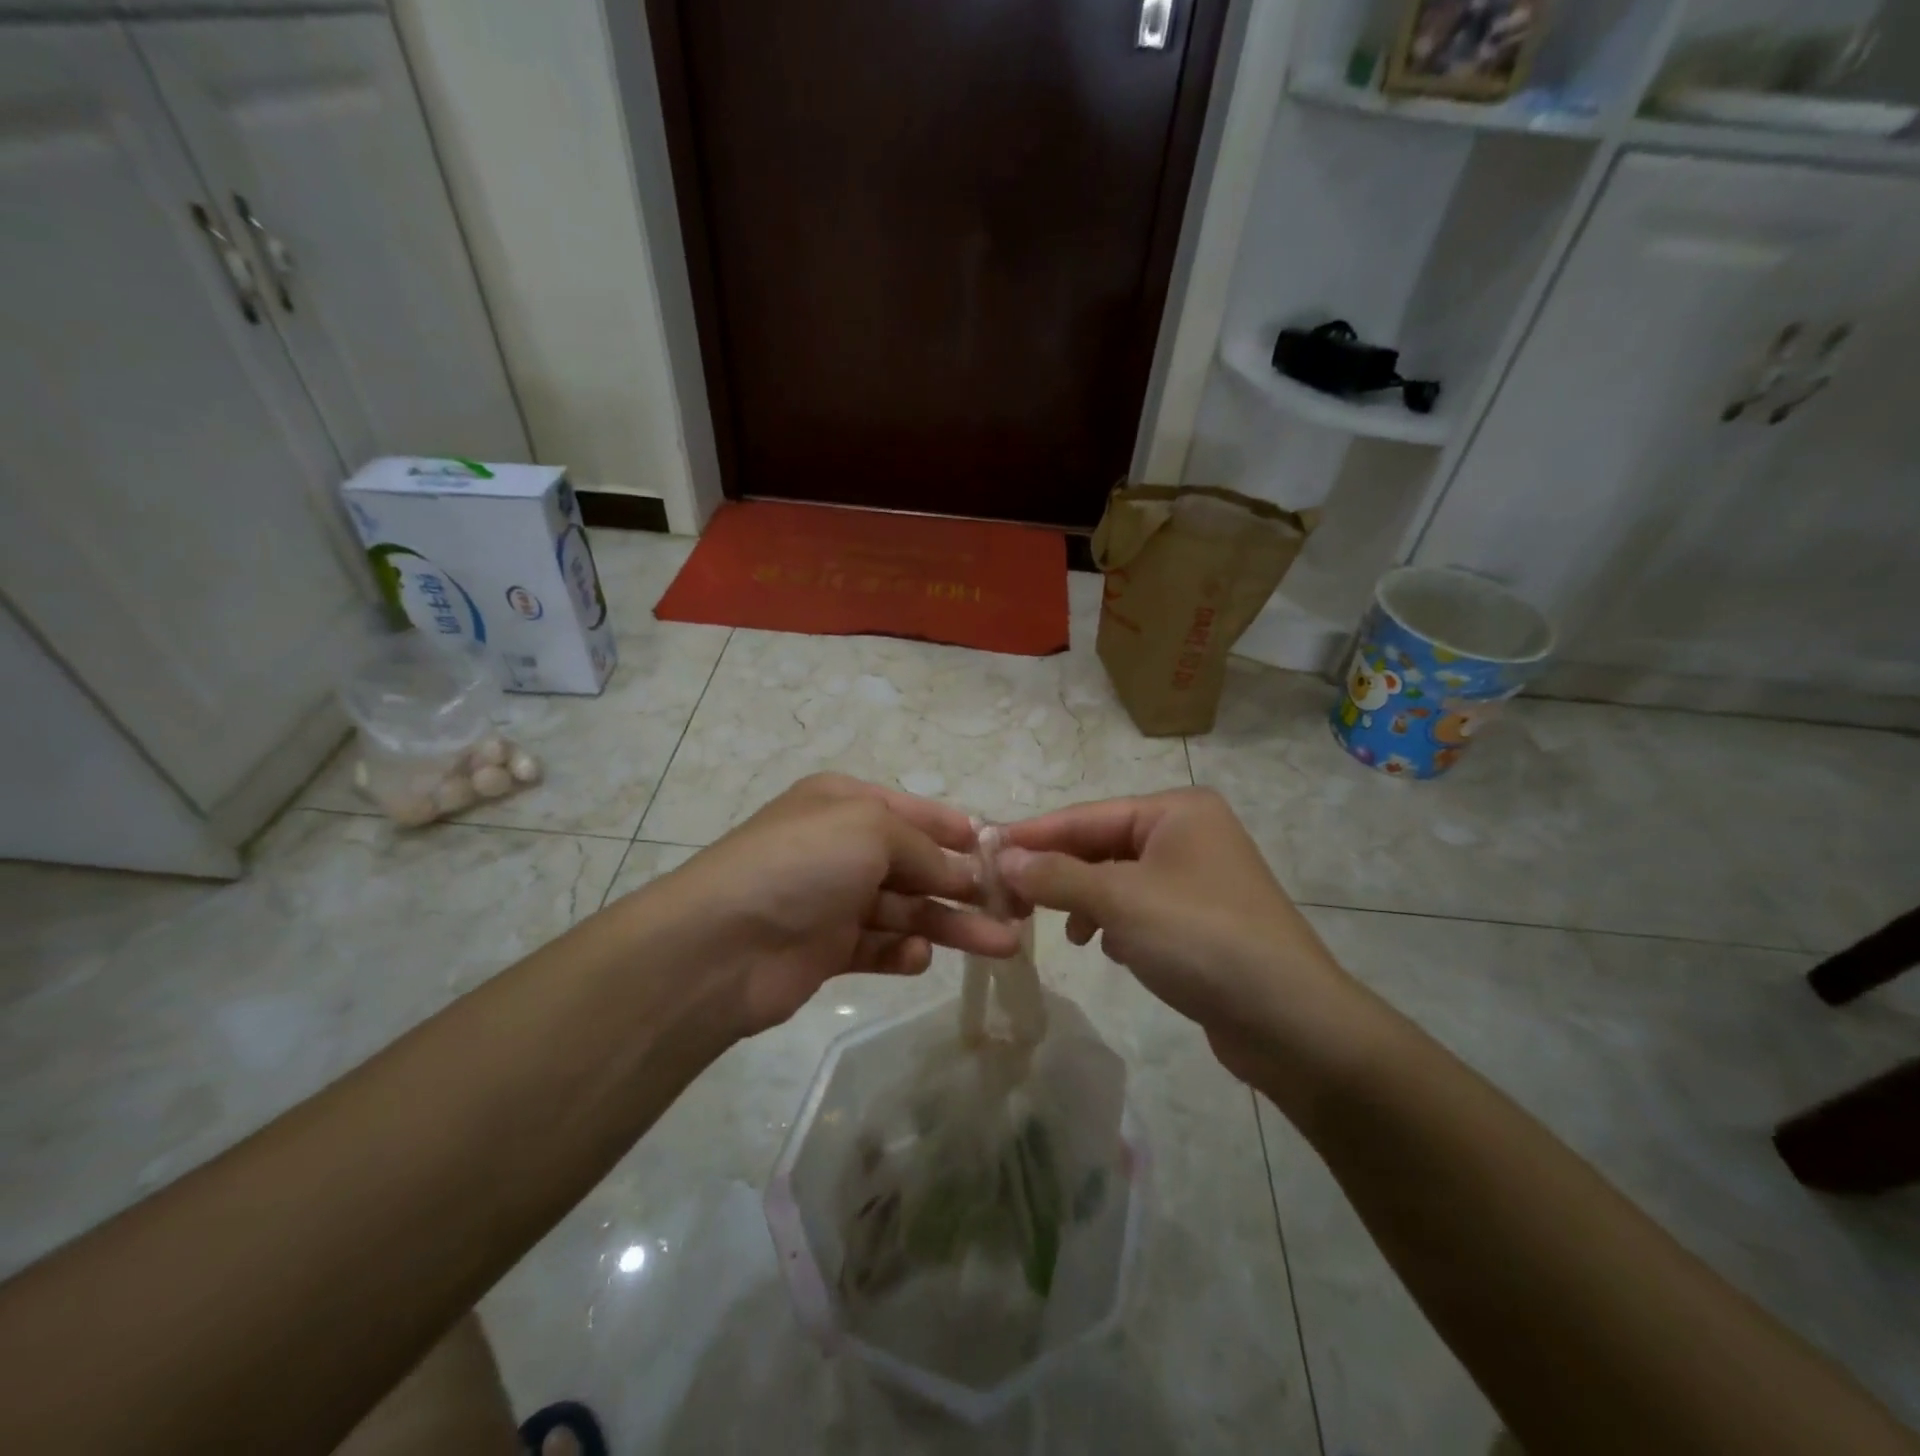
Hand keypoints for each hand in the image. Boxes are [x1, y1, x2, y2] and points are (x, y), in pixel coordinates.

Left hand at [653, 774, 1020, 1033]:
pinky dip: (902, 953)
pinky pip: (877, 948)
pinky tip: (918, 958)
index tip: (1002, 850)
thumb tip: (964, 871)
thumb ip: (925, 849)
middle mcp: (840, 847)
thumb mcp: (871, 830)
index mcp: (844, 804)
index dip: (957, 830)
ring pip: (905, 910)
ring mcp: (833, 900)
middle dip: (963, 884)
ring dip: (949, 924)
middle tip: (1014, 908)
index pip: (914, 811)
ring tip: (1001, 944)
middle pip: (916, 864)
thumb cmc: (802, 864)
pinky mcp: (826, 949)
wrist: (721, 944)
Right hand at [996, 789, 1361, 1080]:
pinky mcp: (1202, 921)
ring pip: (1118, 880)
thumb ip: (1056, 876)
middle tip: (1006, 897)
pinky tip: (1102, 945)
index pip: (1087, 815)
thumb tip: (1003, 859)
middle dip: (1057, 872)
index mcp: (1177, 810)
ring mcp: (1198, 878)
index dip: (1034, 835)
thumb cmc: (1201, 940)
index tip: (985, 852)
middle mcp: (1189, 834)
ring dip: (1083, 900)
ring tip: (1060, 929)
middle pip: (1102, 845)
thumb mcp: (1120, 901)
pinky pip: (1140, 908)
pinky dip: (1114, 922)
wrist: (1291, 1023)